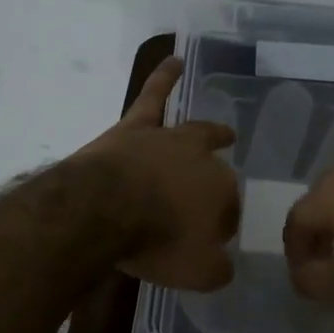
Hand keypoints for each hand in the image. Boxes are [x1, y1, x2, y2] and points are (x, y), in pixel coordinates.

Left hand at [72, 57, 239, 290]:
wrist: (103, 210)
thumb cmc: (155, 242)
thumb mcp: (195, 272)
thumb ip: (217, 270)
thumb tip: (224, 266)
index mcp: (222, 193)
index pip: (229, 209)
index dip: (221, 226)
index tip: (210, 241)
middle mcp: (202, 160)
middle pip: (217, 170)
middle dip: (220, 182)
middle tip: (218, 195)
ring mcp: (169, 140)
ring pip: (196, 132)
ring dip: (212, 134)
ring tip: (224, 133)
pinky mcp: (136, 127)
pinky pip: (154, 95)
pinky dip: (165, 76)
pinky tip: (173, 60)